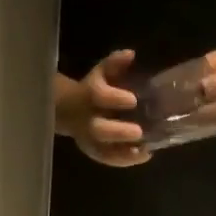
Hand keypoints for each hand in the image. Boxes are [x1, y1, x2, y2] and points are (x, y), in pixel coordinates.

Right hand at [59, 51, 149, 167]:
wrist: (70, 110)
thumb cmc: (93, 89)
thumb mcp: (102, 72)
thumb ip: (114, 63)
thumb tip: (131, 54)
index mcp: (87, 96)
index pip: (98, 97)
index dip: (114, 99)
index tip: (133, 100)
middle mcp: (86, 121)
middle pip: (99, 130)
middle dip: (119, 133)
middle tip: (139, 132)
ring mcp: (90, 140)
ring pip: (103, 151)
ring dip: (124, 153)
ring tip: (144, 151)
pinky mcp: (94, 152)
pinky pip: (109, 160)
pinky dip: (126, 160)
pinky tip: (143, 155)